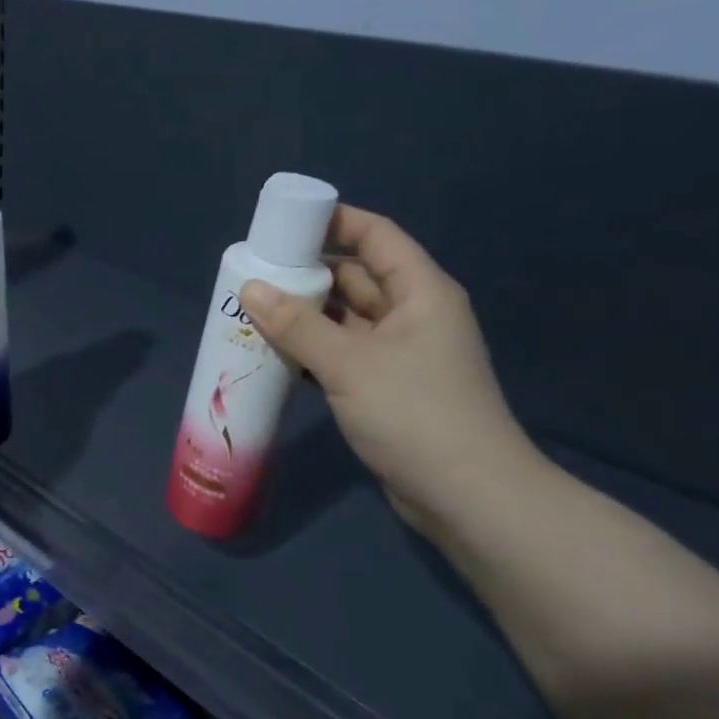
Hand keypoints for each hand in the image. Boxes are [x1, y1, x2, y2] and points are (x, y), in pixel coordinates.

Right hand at [239, 207, 542, 530]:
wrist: (467, 497)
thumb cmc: (415, 414)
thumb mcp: (350, 363)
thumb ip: (297, 325)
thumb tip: (251, 288)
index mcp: (419, 291)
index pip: (375, 236)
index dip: (333, 221)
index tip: (283, 223)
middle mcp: (412, 314)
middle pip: (355, 277)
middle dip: (306, 273)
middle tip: (254, 273)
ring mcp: (400, 354)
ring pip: (345, 319)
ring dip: (304, 316)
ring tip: (252, 311)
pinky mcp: (387, 388)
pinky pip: (343, 354)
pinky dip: (312, 351)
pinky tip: (274, 355)